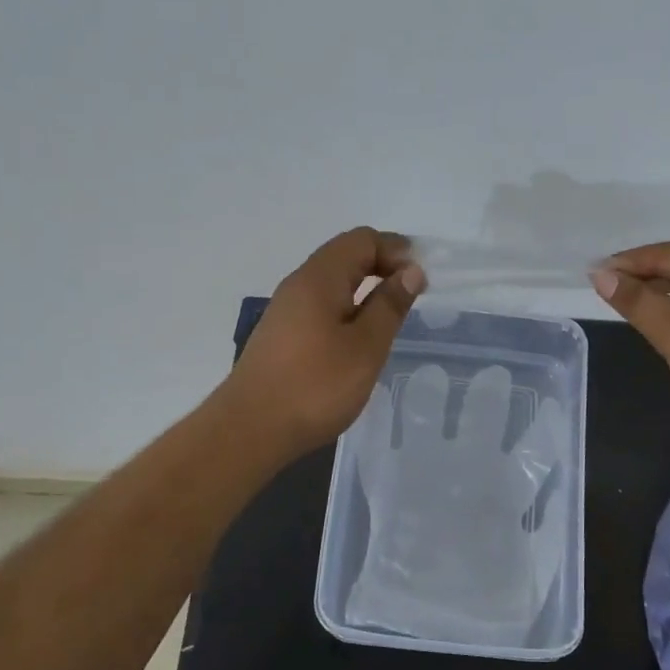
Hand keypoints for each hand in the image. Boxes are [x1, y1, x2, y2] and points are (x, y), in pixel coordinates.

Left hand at [222, 227, 427, 459]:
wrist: (249, 430)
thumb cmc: (315, 386)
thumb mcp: (366, 346)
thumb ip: (390, 305)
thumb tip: (410, 270)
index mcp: (320, 278)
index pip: (362, 239)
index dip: (395, 250)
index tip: (420, 279)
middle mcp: (299, 284)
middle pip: (345, 255)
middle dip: (382, 265)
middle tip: (412, 294)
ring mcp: (286, 310)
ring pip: (332, 282)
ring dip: (365, 288)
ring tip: (390, 316)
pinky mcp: (282, 334)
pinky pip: (321, 305)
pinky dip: (348, 308)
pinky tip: (358, 338)